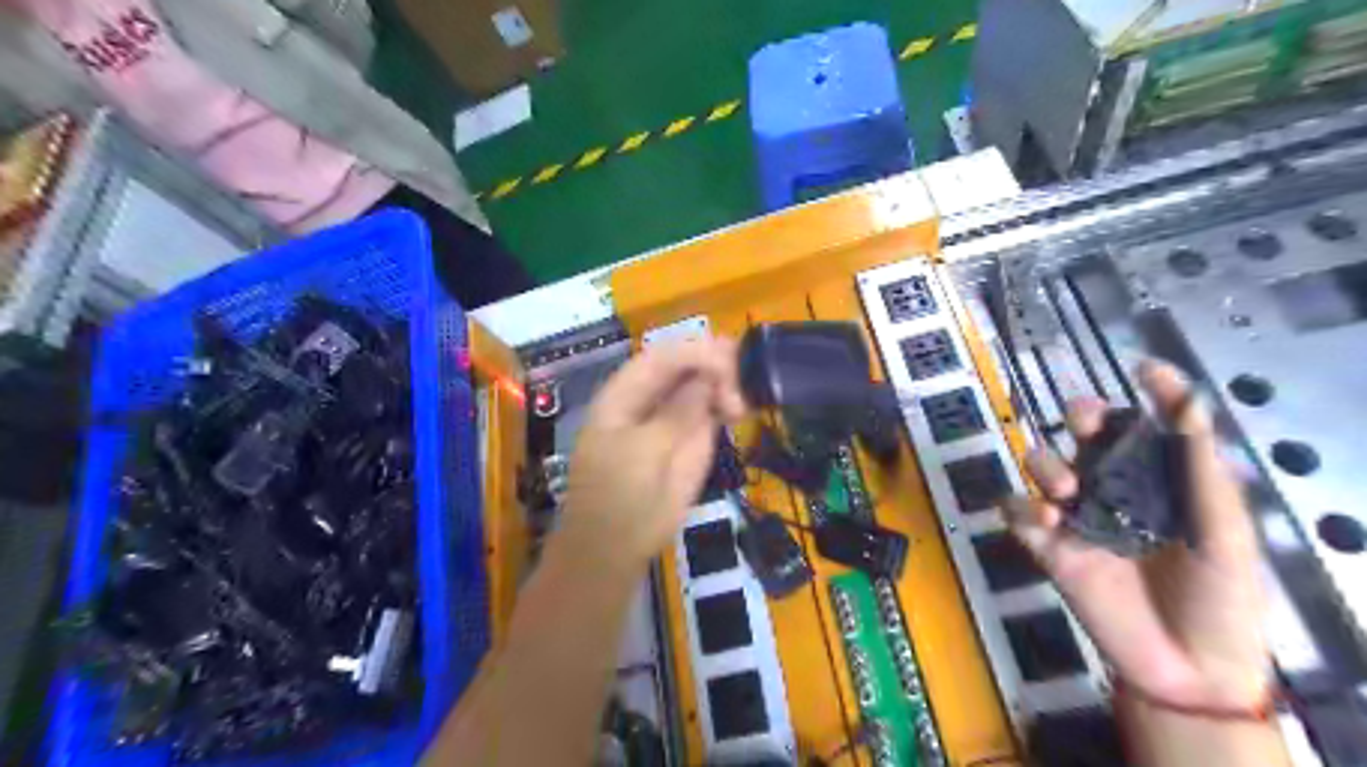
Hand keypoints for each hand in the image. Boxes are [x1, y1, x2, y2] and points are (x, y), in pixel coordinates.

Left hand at [556, 337, 742, 570]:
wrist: (617, 546)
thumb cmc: (619, 497)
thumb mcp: (644, 452)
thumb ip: (677, 413)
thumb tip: (707, 378)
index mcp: (624, 394)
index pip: (661, 357)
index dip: (694, 352)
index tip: (727, 362)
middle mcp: (650, 398)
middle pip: (685, 365)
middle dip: (714, 364)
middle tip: (742, 379)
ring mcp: (673, 417)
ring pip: (703, 385)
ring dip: (726, 383)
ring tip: (741, 402)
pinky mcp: (692, 438)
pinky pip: (712, 410)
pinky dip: (728, 405)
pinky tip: (741, 409)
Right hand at [1000, 364, 1270, 710]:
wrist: (1187, 665)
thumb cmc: (1220, 596)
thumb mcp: (1223, 532)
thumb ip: (1200, 469)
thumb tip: (1192, 400)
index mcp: (1160, 480)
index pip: (1149, 424)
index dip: (1152, 393)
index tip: (1147, 368)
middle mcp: (1114, 487)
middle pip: (1084, 433)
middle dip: (1080, 417)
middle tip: (1084, 421)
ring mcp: (1076, 515)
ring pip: (1042, 464)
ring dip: (1047, 465)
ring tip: (1066, 492)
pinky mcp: (1047, 544)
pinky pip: (1015, 512)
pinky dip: (1021, 509)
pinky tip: (1045, 521)